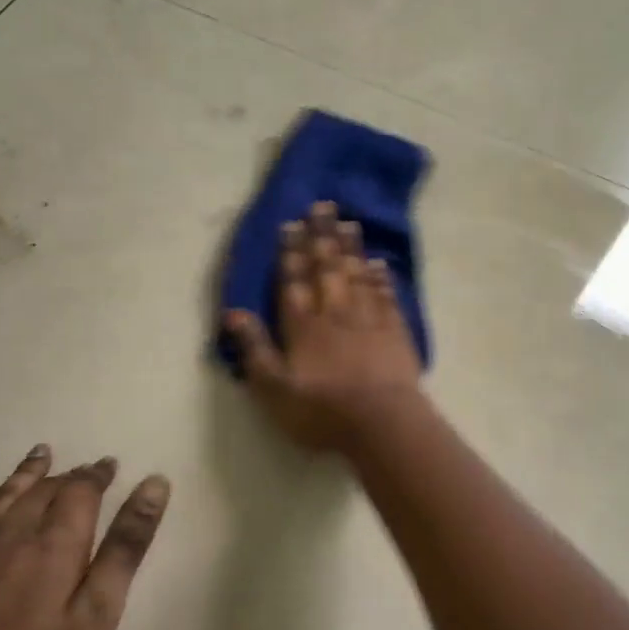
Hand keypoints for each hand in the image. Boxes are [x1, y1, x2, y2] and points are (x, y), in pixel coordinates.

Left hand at [0, 447, 170, 629]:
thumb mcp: (94, 618)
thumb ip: (125, 550)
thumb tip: (154, 485)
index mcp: (55, 543)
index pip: (81, 491)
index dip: (98, 476)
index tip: (111, 466)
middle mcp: (11, 532)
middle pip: (44, 490)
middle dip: (69, 476)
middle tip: (87, 470)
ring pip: (2, 495)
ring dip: (25, 472)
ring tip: (41, 453)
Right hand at [223, 201, 424, 452]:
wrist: (383, 423)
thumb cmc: (323, 412)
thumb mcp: (274, 390)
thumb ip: (255, 350)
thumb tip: (233, 313)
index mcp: (302, 326)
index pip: (294, 281)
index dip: (291, 252)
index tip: (291, 224)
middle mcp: (334, 313)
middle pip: (327, 267)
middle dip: (321, 236)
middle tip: (322, 206)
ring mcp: (368, 319)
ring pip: (357, 274)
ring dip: (351, 248)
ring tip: (348, 222)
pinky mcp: (395, 331)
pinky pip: (386, 295)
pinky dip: (381, 277)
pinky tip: (379, 263)